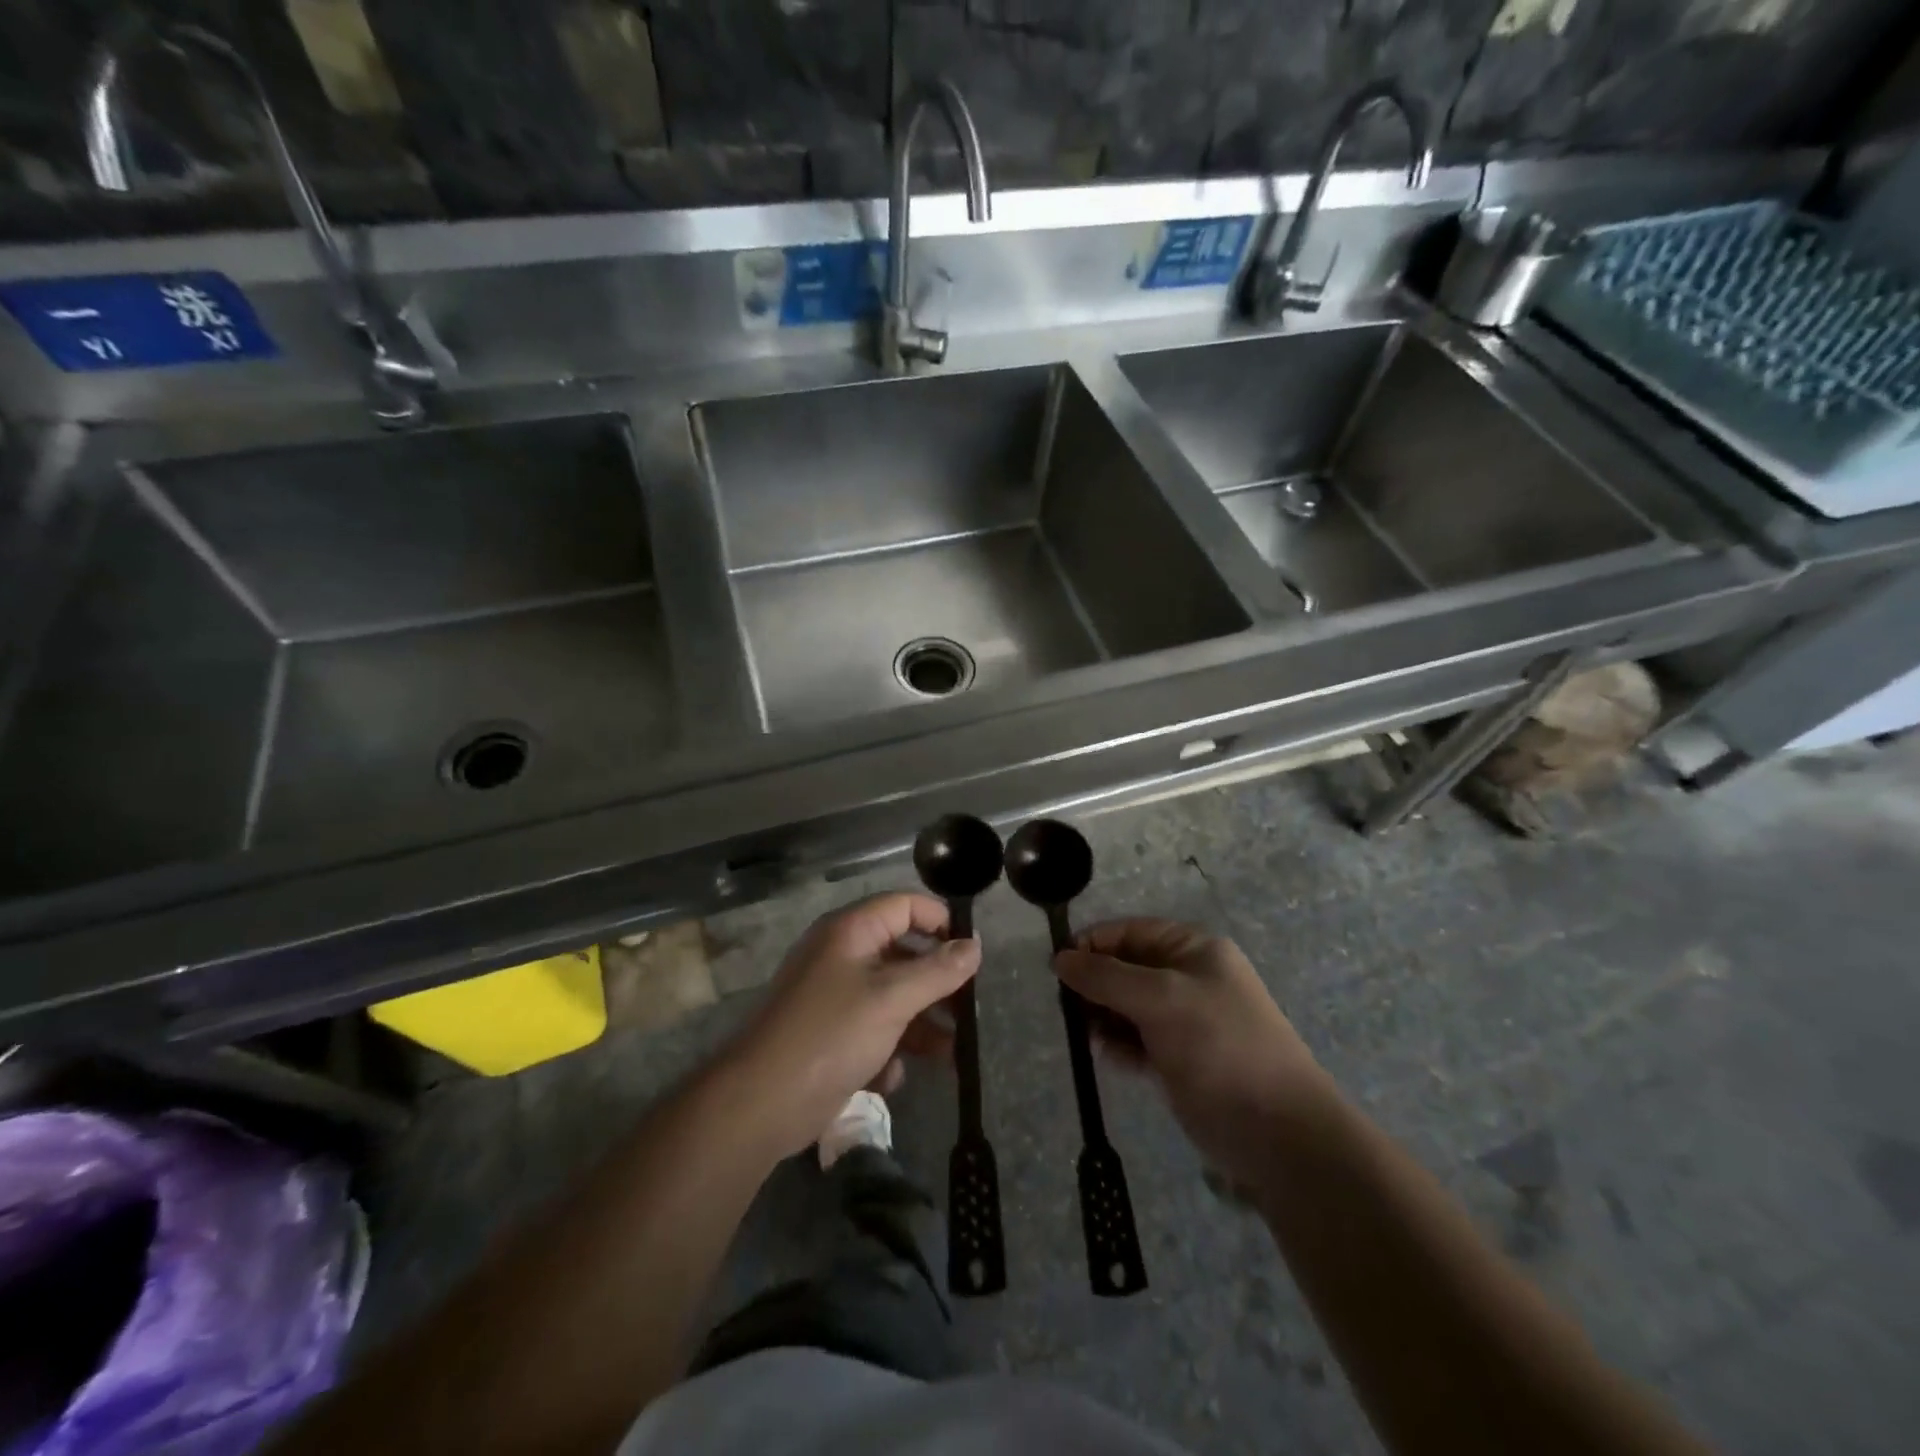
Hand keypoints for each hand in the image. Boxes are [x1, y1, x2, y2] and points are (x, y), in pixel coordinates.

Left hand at [725, 893, 980, 1158]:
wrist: (760, 1103)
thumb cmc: (830, 1035)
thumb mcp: (892, 999)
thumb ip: (937, 971)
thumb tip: (974, 946)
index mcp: (851, 931)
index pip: (904, 905)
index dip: (940, 921)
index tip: (972, 952)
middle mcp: (841, 955)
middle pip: (902, 953)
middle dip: (937, 982)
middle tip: (969, 1007)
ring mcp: (834, 996)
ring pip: (892, 997)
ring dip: (921, 1023)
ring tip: (952, 1053)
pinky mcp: (830, 1034)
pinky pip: (872, 1029)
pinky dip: (888, 1049)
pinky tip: (891, 1077)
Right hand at [1054, 918, 1332, 1188]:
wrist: (1278, 1132)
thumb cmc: (1220, 1047)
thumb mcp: (1160, 1000)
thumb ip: (1106, 977)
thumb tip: (1060, 959)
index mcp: (1193, 950)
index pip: (1130, 931)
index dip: (1093, 944)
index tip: (1058, 967)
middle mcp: (1189, 978)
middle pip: (1126, 967)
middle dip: (1096, 984)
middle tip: (1068, 1007)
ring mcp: (1185, 1020)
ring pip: (1127, 1006)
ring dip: (1103, 1016)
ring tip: (1088, 1035)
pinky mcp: (1179, 1059)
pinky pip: (1136, 1040)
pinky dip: (1119, 1045)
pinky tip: (1109, 1058)